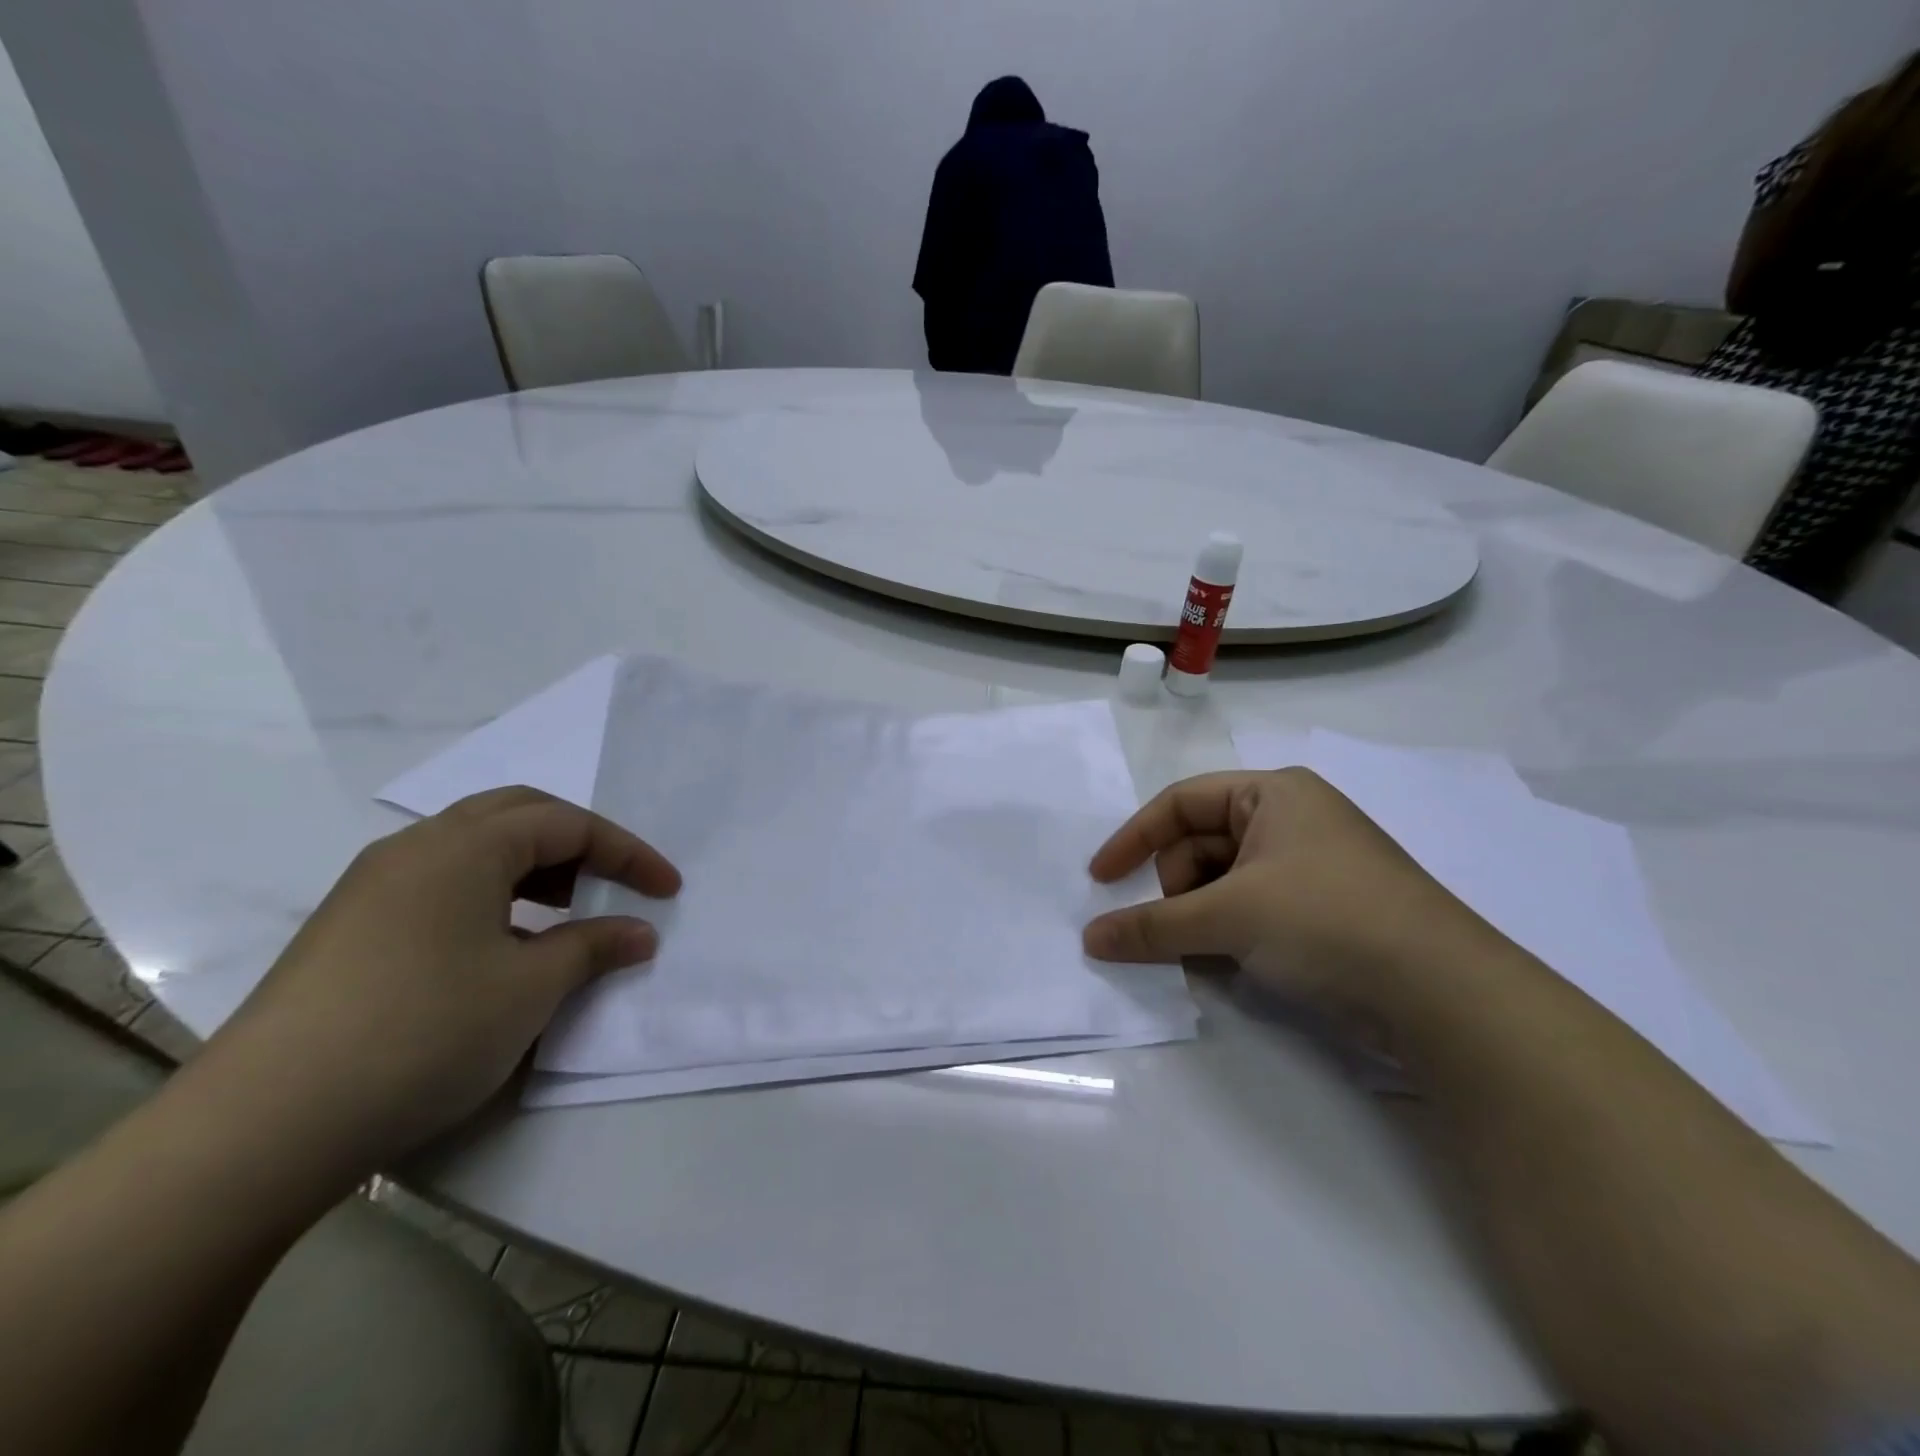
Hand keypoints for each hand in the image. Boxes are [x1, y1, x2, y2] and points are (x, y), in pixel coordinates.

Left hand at [211, 787, 680, 1173]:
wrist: (261, 1127)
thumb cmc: (422, 1033)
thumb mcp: (530, 989)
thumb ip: (594, 946)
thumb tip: (640, 932)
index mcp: (463, 847)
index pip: (567, 824)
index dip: (628, 852)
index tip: (669, 890)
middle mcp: (415, 849)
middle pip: (517, 815)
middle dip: (578, 842)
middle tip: (614, 882)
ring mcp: (373, 887)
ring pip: (474, 848)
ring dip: (533, 867)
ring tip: (567, 912)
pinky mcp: (349, 928)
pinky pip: (441, 883)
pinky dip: (492, 894)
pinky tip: (502, 944)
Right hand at [1081, 768, 1481, 1021]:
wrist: (1444, 995)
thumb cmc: (1325, 920)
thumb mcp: (1229, 917)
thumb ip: (1152, 926)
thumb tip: (1090, 939)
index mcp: (1272, 794)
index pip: (1180, 803)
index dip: (1133, 838)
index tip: (1100, 880)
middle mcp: (1291, 820)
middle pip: (1200, 844)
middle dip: (1174, 889)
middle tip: (1168, 932)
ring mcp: (1310, 867)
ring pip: (1224, 883)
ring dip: (1198, 917)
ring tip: (1197, 955)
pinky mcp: (1324, 912)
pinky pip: (1251, 910)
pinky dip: (1227, 934)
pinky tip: (1224, 965)